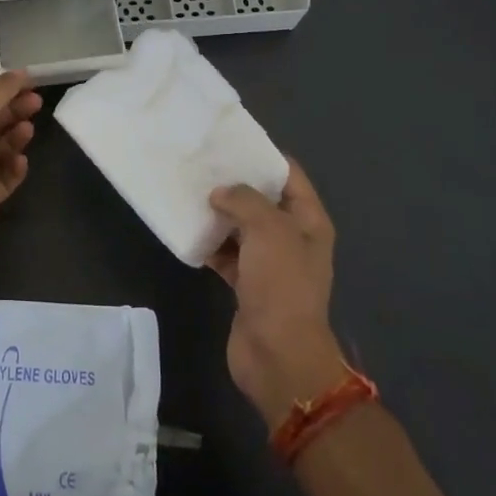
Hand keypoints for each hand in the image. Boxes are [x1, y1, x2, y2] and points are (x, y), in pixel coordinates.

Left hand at [0, 70, 41, 274]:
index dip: (3, 93)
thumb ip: (1, 90)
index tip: (30, 85)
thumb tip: (21, 72)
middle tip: (37, 104)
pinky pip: (3, 180)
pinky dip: (13, 170)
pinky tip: (21, 163)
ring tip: (28, 131)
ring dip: (14, 140)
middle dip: (13, 113)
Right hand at [207, 161, 349, 426]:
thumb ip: (244, 200)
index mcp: (308, 221)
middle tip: (201, 164)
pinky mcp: (247, 284)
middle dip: (235, 184)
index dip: (263, 157)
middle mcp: (292, 238)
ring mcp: (269, 263)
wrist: (278, 354)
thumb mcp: (268, 229)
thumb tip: (221, 193)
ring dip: (218, 214)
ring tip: (188, 191)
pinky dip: (210, 244)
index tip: (230, 141)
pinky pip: (226, 254)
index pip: (289, 176)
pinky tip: (187, 231)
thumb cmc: (281, 284)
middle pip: (262, 200)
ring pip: (241, 227)